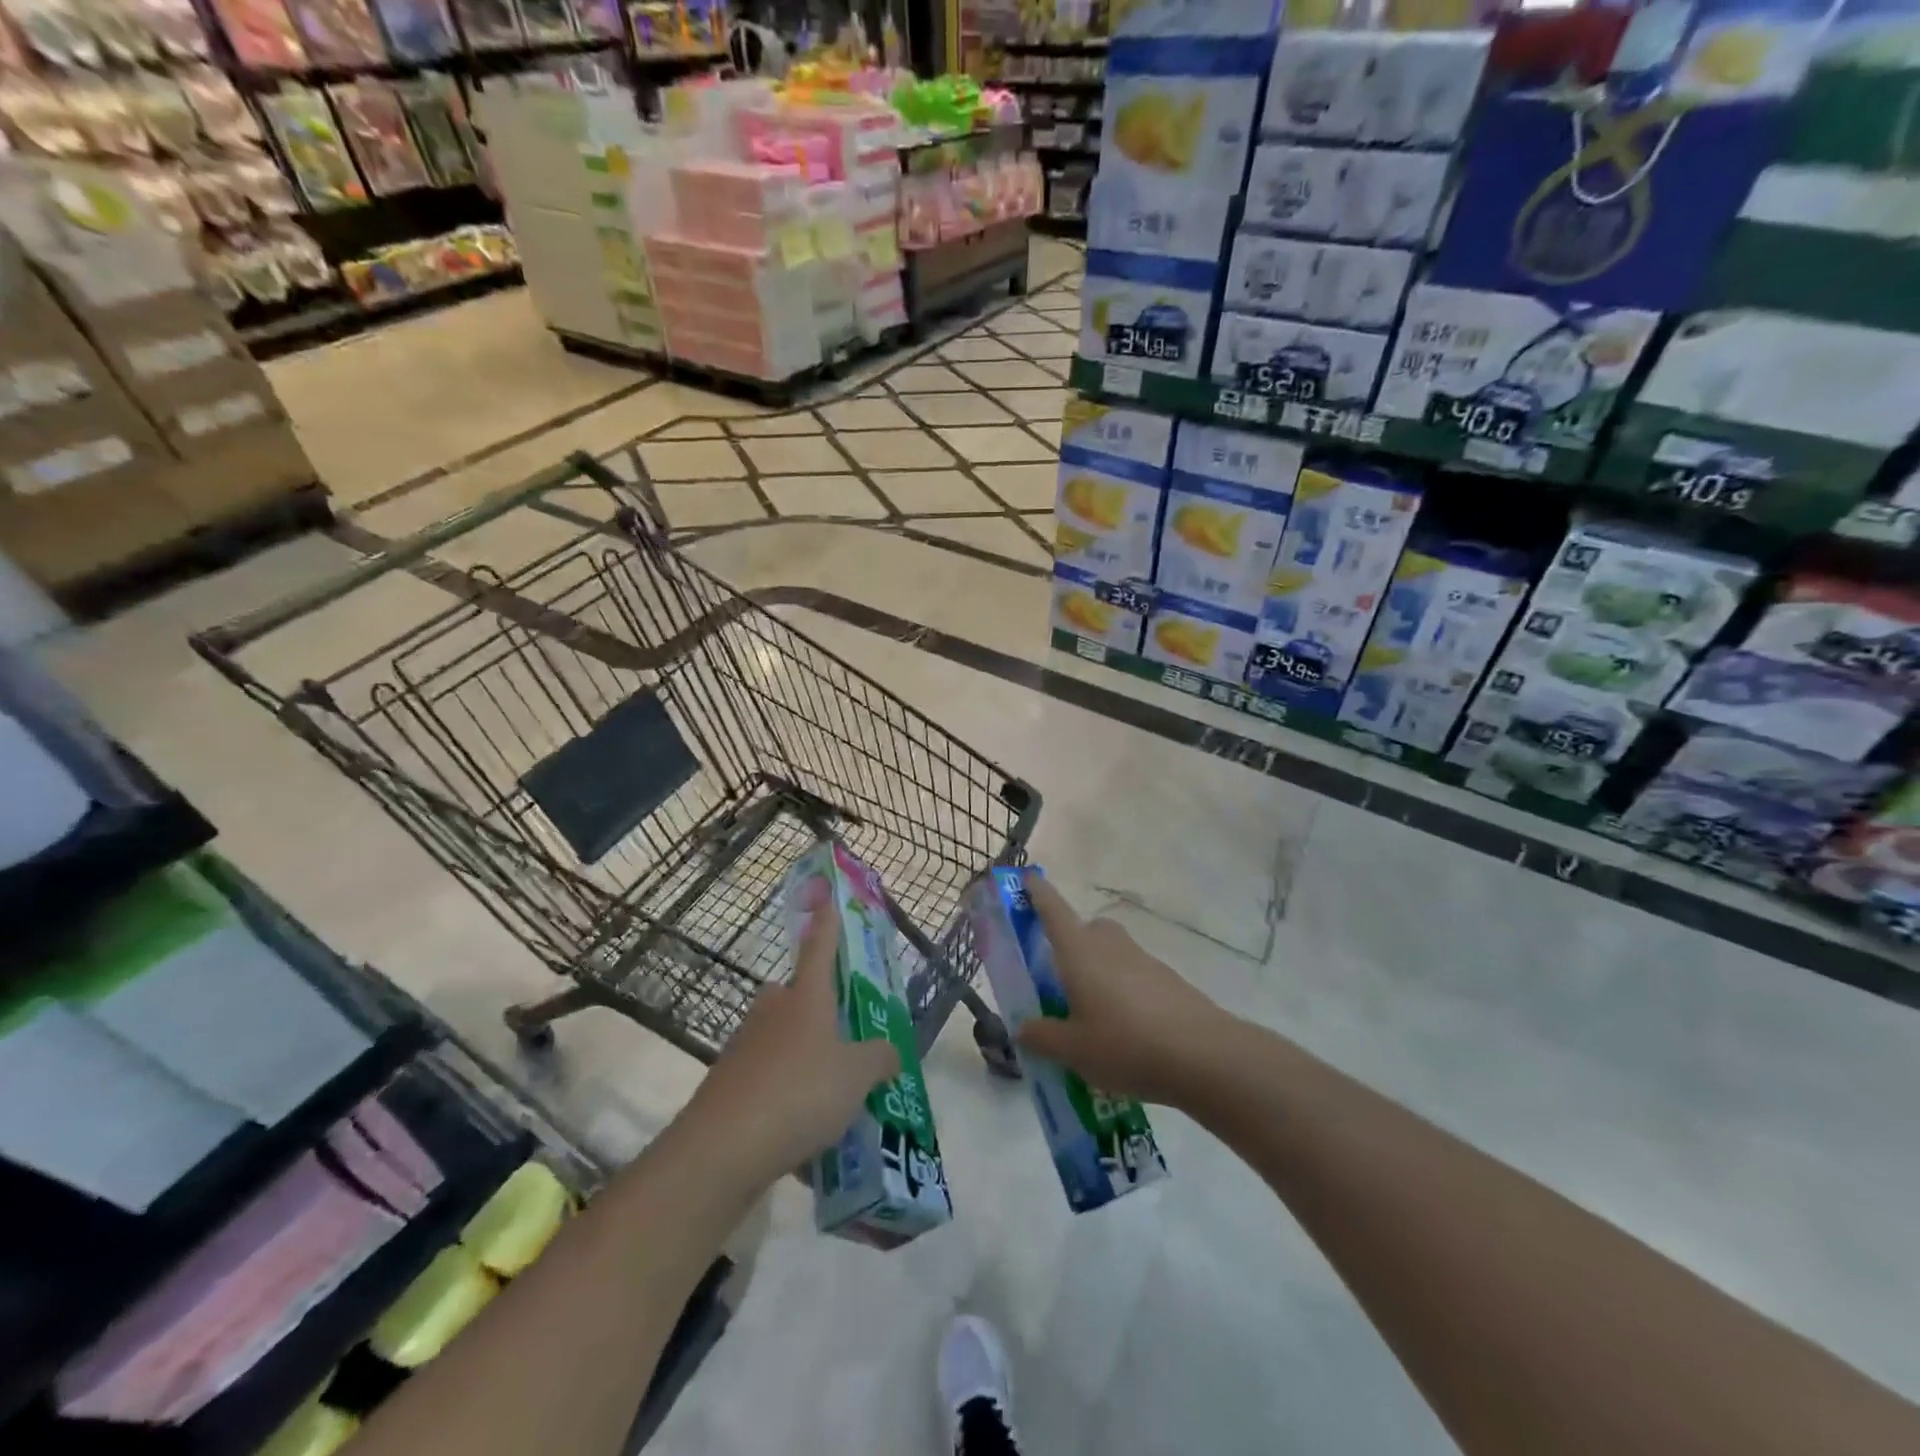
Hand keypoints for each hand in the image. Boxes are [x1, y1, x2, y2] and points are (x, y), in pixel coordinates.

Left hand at [687, 884, 899, 1184]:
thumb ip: (880, 1058)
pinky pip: (767, 1079)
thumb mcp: (857, 1076)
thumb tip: (891, 1050)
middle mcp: (772, 1012)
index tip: (827, 898)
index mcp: (806, 998)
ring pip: (781, 1038)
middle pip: (796, 995)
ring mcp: (744, 1047)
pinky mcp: (727, 1085)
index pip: (820, 947)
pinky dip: (785, 1095)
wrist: (721, 1149)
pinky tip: (804, 1132)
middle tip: (845, 1032)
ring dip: (802, 1055)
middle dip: (817, 1007)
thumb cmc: (800, 1093)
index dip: (827, 924)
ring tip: (831, 1093)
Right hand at [1016, 876, 1229, 1107]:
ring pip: (1110, 952)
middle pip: (1085, 930)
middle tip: (1057, 977)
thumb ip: (1042, 1037)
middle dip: (1070, 944)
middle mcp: (1109, 944)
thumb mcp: (1073, 1050)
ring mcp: (1142, 959)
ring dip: (1097, 970)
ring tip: (1090, 1013)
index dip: (1037, 891)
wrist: (1204, 1055)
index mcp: (1079, 950)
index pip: (1052, 909)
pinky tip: (1123, 1028)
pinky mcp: (1167, 979)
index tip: (1026, 877)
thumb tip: (1022, 1028)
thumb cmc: (1125, 1044)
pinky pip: (1132, 974)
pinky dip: (1121, 990)